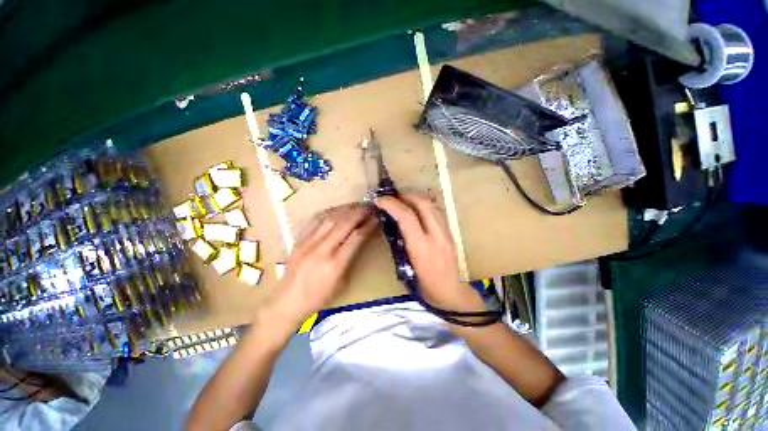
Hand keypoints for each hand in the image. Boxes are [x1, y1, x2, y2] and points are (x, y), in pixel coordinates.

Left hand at [262, 204, 376, 332]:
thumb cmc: (319, 298)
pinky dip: (329, 213)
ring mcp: (308, 243)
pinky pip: (315, 221)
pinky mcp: (299, 241)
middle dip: (359, 212)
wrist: (286, 302)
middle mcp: (322, 250)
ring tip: (355, 205)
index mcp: (336, 264)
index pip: (356, 238)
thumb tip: (359, 240)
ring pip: (330, 219)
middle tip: (369, 206)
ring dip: (345, 210)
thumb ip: (351, 259)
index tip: (376, 218)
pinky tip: (336, 210)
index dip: (368, 225)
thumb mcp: (341, 283)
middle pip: (344, 224)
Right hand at [374, 194, 484, 312]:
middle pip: (423, 203)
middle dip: (406, 195)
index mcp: (422, 247)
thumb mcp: (406, 267)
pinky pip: (437, 211)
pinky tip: (418, 208)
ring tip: (404, 199)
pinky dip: (425, 204)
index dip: (391, 204)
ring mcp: (446, 232)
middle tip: (393, 196)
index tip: (380, 200)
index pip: (407, 216)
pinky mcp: (451, 232)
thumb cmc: (425, 286)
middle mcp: (436, 235)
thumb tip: (392, 225)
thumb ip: (400, 244)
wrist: (452, 293)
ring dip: (416, 197)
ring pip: (432, 204)